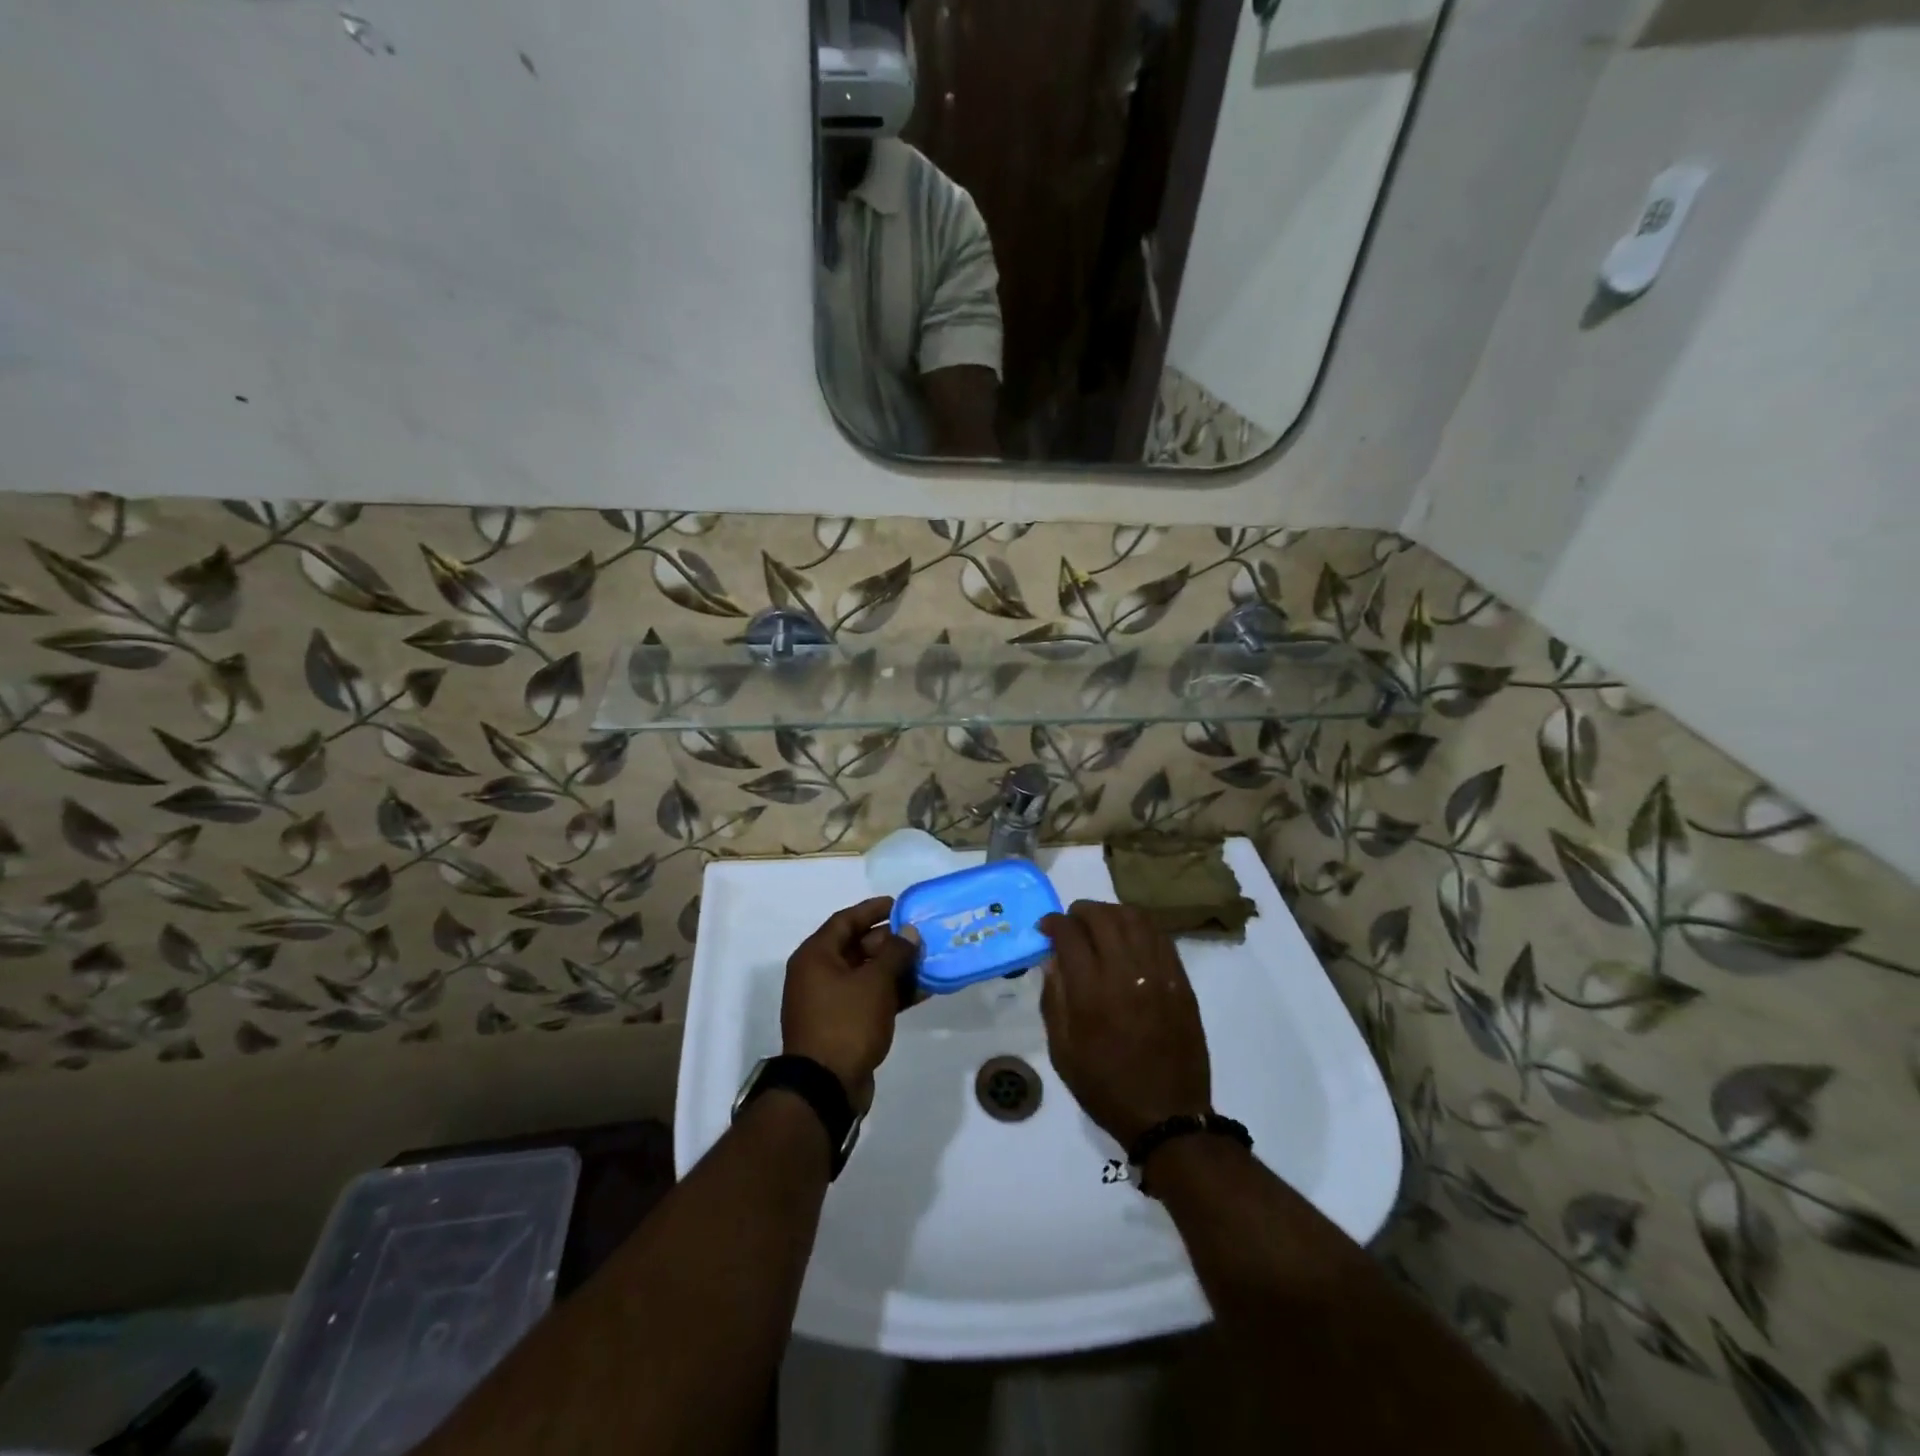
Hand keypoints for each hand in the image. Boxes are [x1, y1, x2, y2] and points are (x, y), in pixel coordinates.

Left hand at [782, 896, 917, 1110]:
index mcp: (816, 956)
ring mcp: (828, 1002)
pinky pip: (868, 998)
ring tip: (927, 961)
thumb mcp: (875, 982)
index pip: (845, 921)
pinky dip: (891, 992)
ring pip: (865, 974)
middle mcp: (817, 974)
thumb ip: (895, 952)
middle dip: (890, 941)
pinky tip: (921, 991)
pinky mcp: (842, 1025)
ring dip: (895, 968)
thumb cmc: (846, 1023)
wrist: (825, 1087)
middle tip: (920, 936)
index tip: (900, 905)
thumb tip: (909, 932)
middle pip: (856, 947)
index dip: (872, 910)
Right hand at [1040, 901, 1211, 1149]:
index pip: (1069, 935)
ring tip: (1100, 923)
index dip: (1053, 923)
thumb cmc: (1105, 1087)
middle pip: (1102, 918)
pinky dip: (1140, 926)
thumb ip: (1054, 1000)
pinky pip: (1160, 937)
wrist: (1167, 1116)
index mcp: (1091, 994)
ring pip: (1135, 919)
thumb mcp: (1062, 1052)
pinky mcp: (1181, 982)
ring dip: (1112, 912)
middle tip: (1071, 921)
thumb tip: (1052, 960)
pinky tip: (1129, 936)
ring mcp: (1158, 975)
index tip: (1046, 927)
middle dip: (1081, 911)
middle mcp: (1125, 975)